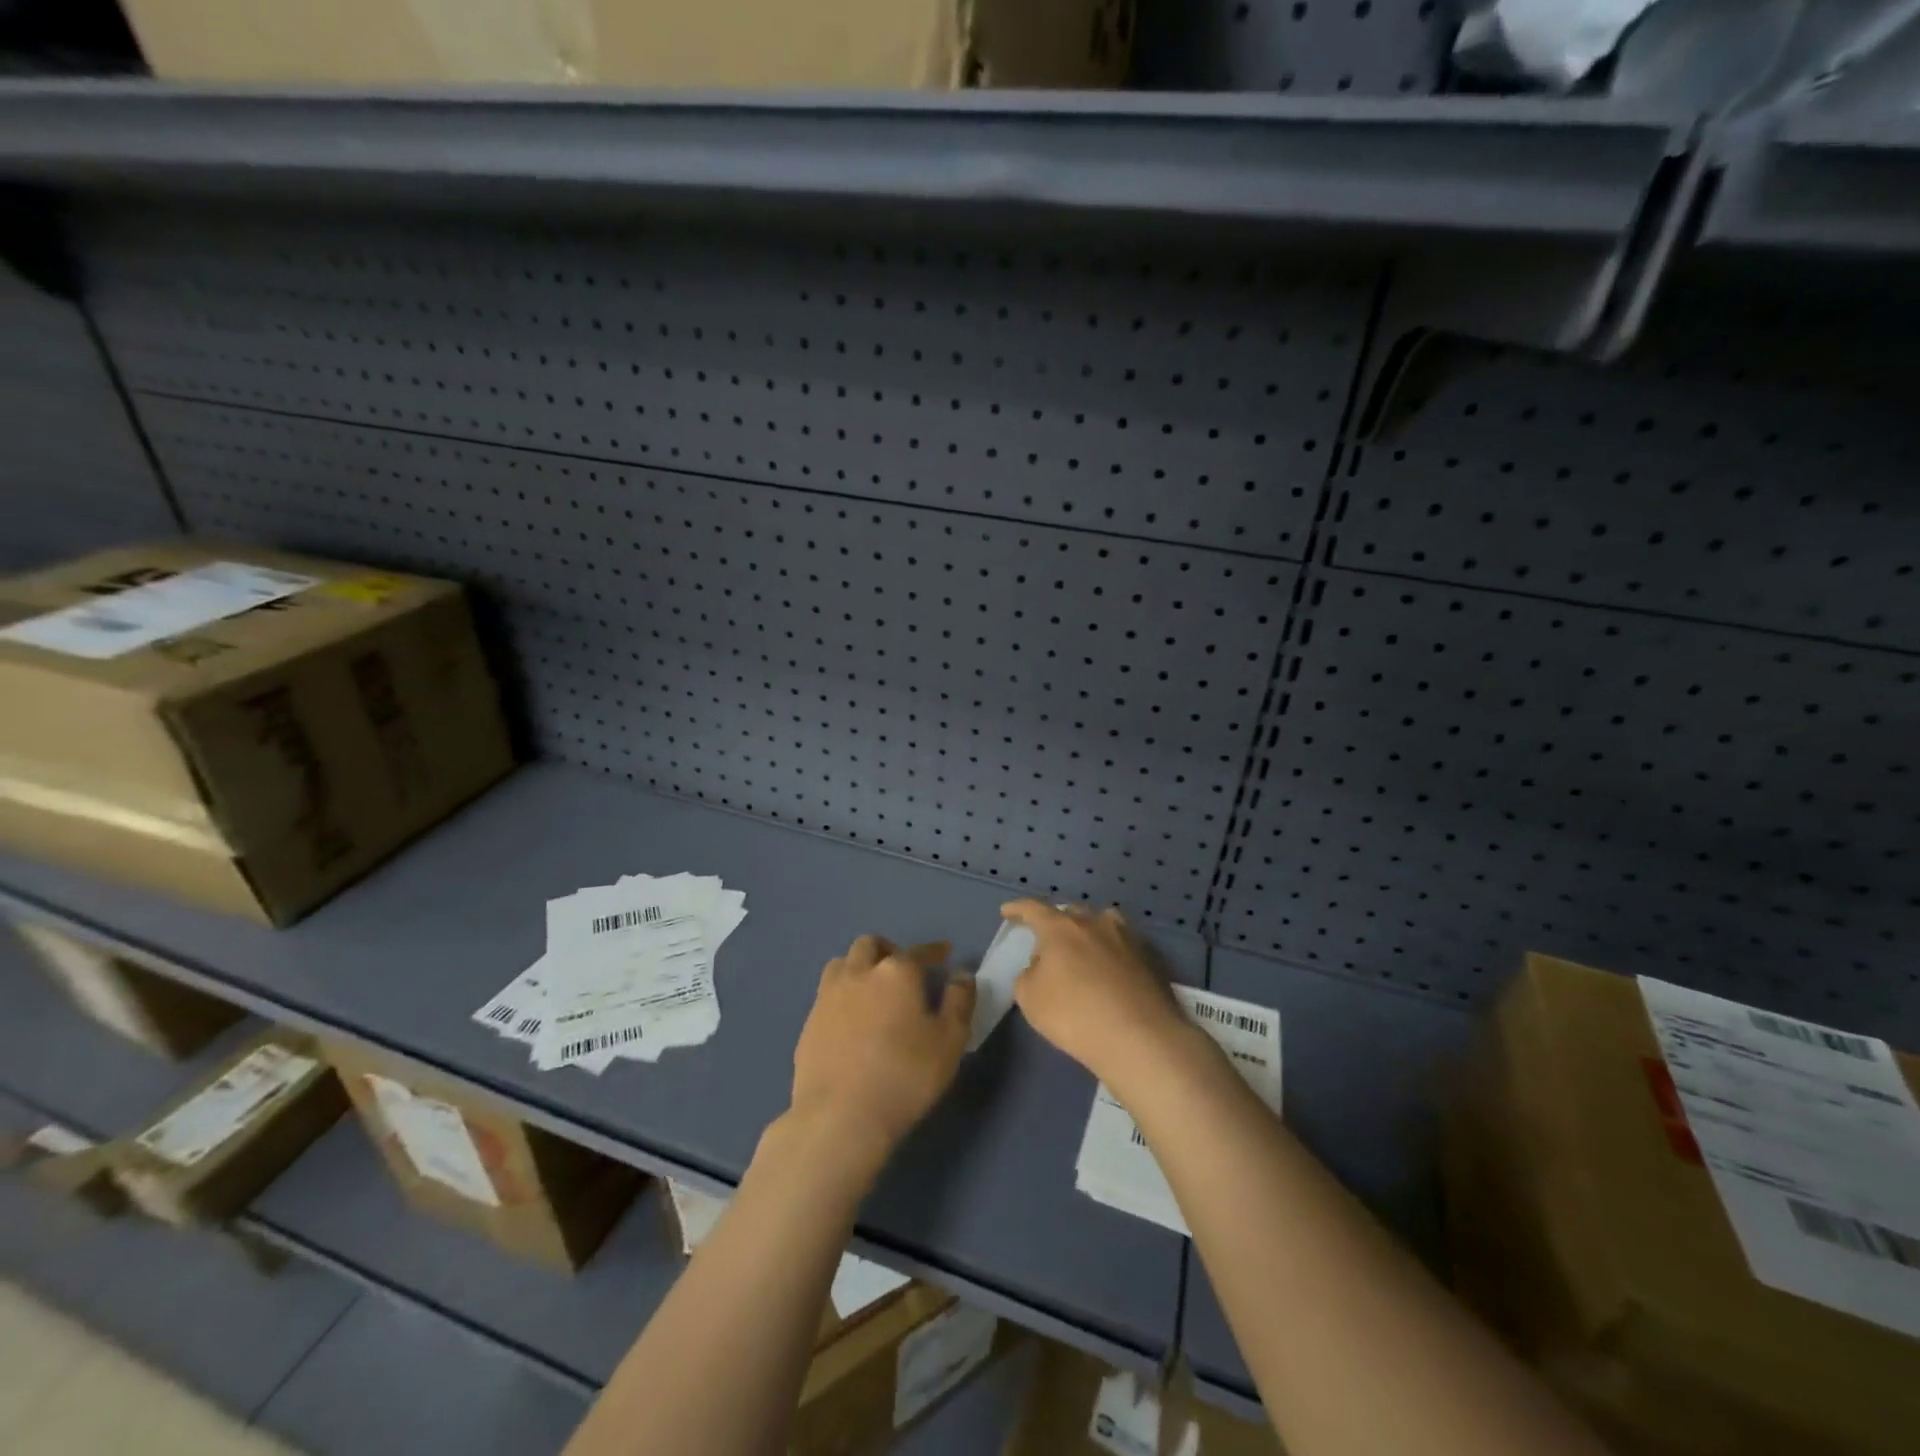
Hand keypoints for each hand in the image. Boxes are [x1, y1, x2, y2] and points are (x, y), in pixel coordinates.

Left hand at [788, 935, 974, 1167]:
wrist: (839, 1117)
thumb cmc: (905, 1076)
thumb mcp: (950, 1041)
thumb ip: (959, 1001)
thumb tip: (961, 974)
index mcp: (896, 972)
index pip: (917, 951)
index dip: (933, 951)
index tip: (944, 953)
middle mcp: (859, 973)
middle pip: (870, 945)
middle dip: (888, 950)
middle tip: (903, 970)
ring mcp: (828, 996)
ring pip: (842, 963)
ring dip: (859, 966)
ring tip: (872, 989)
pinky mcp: (809, 1023)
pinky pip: (827, 995)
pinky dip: (843, 996)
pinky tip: (852, 1020)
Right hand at [1002, 901, 1189, 1090]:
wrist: (1139, 1038)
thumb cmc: (1074, 1014)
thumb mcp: (1030, 998)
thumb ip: (1028, 974)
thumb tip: (1041, 966)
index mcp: (1061, 927)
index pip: (1033, 909)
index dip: (1017, 909)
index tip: (1006, 912)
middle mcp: (1095, 922)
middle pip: (1070, 913)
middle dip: (1055, 923)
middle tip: (1047, 941)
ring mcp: (1126, 938)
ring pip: (1101, 924)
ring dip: (1087, 932)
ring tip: (1082, 949)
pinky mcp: (1149, 958)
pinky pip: (1121, 946)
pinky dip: (1110, 953)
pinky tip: (1109, 972)